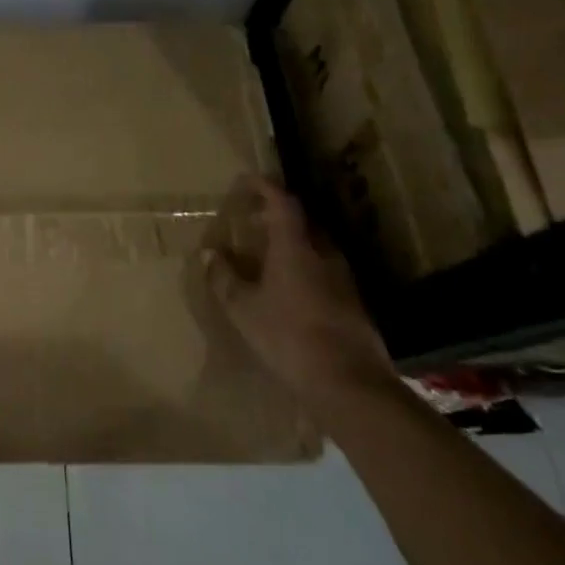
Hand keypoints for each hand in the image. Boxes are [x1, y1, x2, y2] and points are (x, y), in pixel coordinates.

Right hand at [203, 177, 394, 402]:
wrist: (351, 385)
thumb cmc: (289, 337)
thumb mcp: (244, 309)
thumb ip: (224, 279)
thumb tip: (210, 254)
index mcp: (295, 247)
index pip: (283, 202)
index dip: (265, 187)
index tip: (247, 179)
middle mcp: (323, 254)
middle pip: (302, 223)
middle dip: (276, 216)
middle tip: (251, 222)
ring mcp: (344, 280)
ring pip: (315, 248)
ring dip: (291, 244)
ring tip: (267, 257)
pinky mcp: (354, 304)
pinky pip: (324, 272)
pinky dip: (304, 269)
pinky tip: (290, 291)